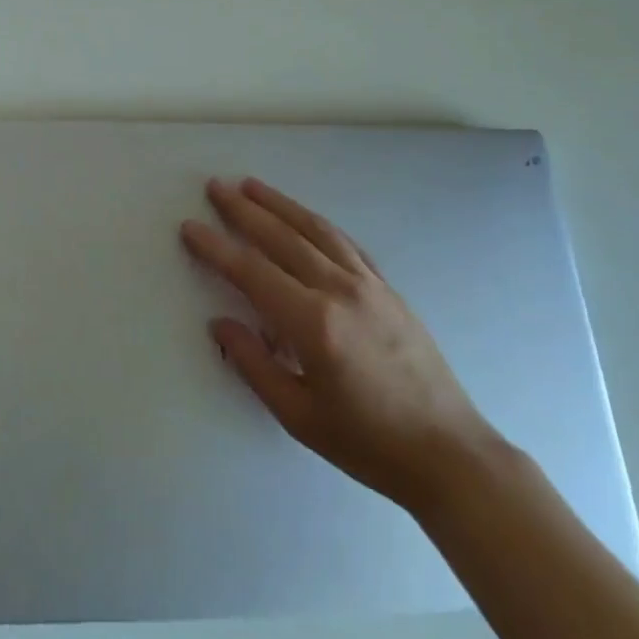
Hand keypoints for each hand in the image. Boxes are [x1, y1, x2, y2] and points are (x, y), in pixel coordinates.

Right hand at [181, 177, 500, 514]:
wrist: (448, 453)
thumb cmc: (367, 443)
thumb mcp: (299, 416)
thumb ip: (254, 364)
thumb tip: (220, 323)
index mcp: (313, 323)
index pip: (252, 271)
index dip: (216, 247)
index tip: (190, 226)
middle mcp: (339, 290)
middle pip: (282, 237)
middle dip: (244, 210)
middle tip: (215, 187)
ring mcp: (368, 284)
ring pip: (315, 230)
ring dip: (279, 204)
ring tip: (251, 185)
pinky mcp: (387, 288)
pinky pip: (345, 242)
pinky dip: (316, 223)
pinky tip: (303, 217)